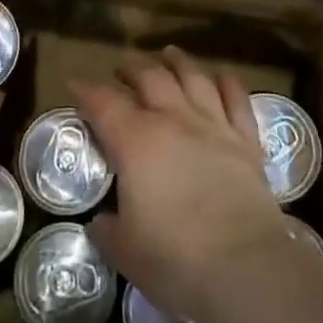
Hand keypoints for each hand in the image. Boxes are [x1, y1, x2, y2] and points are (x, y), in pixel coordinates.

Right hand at [75, 47, 289, 322]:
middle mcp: (173, 120)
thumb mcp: (125, 252)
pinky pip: (237, 100)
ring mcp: (213, 126)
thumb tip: (100, 222)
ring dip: (178, 62)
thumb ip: (108, 231)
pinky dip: (228, 83)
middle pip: (149, 78)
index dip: (86, 91)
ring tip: (168, 55)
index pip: (103, 103)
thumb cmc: (176, 259)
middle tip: (122, 69)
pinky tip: (222, 76)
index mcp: (135, 141)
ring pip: (193, 78)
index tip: (75, 84)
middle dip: (131, 68)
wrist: (246, 268)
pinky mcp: (246, 141)